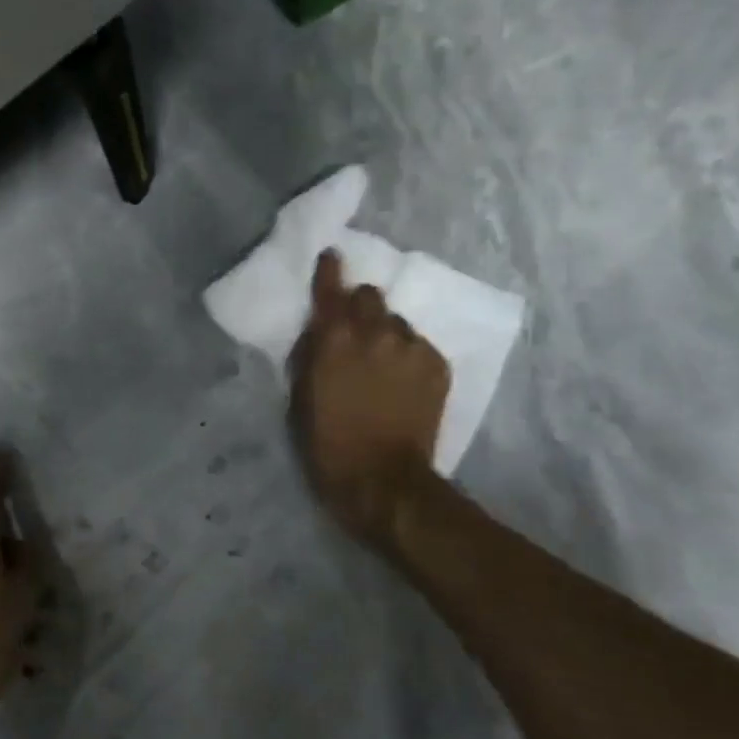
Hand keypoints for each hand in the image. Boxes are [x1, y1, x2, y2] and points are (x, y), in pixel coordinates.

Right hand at [289, 250, 449, 546]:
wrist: (384, 481)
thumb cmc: (328, 445)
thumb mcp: (301, 399)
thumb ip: (308, 356)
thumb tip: (317, 332)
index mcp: (335, 340)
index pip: (332, 289)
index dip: (329, 270)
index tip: (331, 257)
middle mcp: (376, 333)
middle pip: (370, 296)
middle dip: (360, 307)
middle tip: (354, 332)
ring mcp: (411, 347)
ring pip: (396, 323)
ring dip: (385, 334)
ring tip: (382, 364)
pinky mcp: (437, 365)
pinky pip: (418, 346)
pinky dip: (407, 356)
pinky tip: (403, 383)